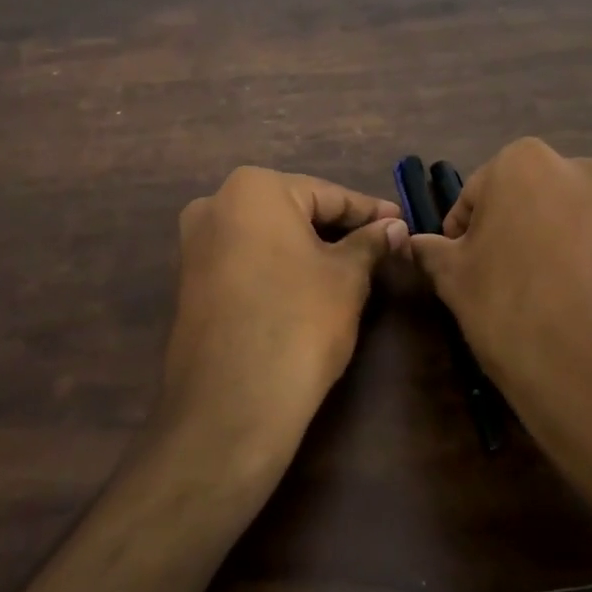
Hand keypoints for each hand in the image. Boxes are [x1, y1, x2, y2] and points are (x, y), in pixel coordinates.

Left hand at [159, 168, 407, 485]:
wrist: (232, 402)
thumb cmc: (299, 321)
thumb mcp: (347, 277)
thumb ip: (370, 243)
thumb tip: (394, 226)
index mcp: (252, 188)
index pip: (326, 194)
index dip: (369, 211)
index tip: (401, 221)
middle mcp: (215, 204)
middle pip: (293, 211)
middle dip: (337, 228)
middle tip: (380, 244)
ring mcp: (195, 245)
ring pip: (267, 237)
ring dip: (308, 248)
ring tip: (352, 265)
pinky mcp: (190, 282)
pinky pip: (246, 261)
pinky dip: (279, 267)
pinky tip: (309, 285)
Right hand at [408, 138, 591, 522]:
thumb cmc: (510, 308)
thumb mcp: (454, 279)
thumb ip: (432, 252)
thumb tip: (416, 244)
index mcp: (522, 162)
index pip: (472, 196)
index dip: (459, 236)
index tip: (457, 272)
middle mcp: (574, 169)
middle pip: (519, 201)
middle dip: (501, 235)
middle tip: (488, 283)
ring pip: (555, 222)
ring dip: (537, 248)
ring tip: (527, 300)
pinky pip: (588, 247)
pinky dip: (571, 266)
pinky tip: (562, 308)